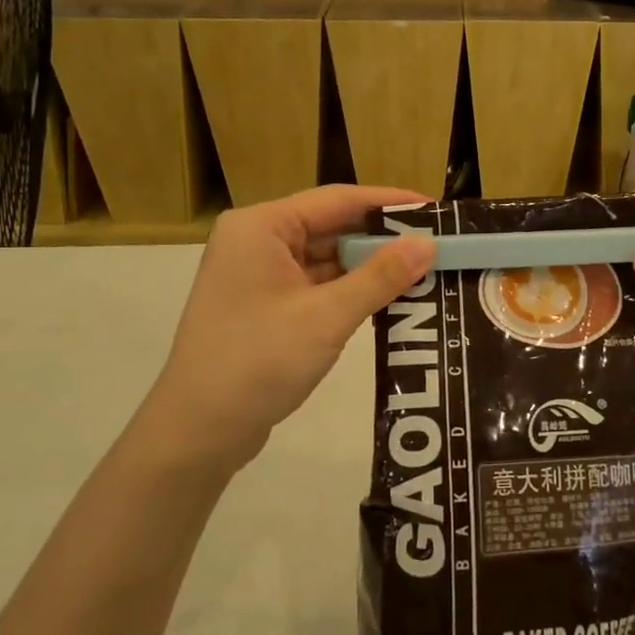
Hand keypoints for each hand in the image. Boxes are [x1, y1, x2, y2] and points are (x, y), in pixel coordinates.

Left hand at [144, 187, 435, 472]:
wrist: (197, 433)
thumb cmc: (257, 361)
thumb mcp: (326, 316)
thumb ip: (380, 276)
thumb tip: (428, 243)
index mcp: (261, 227)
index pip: (337, 200)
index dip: (389, 203)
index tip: (434, 209)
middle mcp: (257, 242)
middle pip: (332, 227)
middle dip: (383, 238)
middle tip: (437, 243)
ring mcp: (259, 276)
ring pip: (327, 259)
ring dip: (370, 266)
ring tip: (424, 269)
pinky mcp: (266, 307)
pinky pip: (318, 285)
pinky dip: (351, 290)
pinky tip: (390, 297)